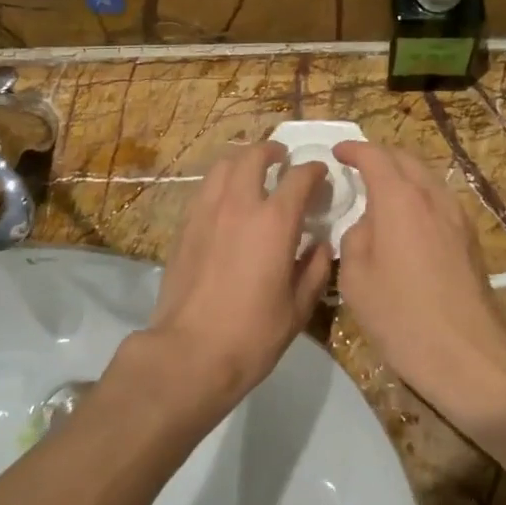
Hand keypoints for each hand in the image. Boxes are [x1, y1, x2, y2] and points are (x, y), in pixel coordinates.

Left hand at [142, 141, 332, 419]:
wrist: (189, 352)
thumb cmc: (252, 334)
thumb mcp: (298, 308)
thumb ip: (315, 269)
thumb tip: (320, 245)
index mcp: (274, 221)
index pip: (299, 177)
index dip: (314, 171)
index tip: (321, 176)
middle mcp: (239, 205)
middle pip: (254, 156)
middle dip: (272, 152)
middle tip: (282, 160)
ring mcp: (206, 212)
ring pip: (223, 165)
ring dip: (242, 161)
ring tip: (252, 172)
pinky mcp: (184, 226)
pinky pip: (204, 189)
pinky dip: (220, 182)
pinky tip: (226, 200)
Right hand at [335, 142, 505, 431]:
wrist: (467, 353)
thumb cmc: (401, 316)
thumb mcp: (356, 278)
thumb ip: (355, 237)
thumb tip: (366, 224)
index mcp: (399, 199)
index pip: (375, 156)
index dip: (354, 150)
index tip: (337, 153)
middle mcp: (431, 197)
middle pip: (405, 158)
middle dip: (379, 156)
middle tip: (357, 168)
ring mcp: (456, 215)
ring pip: (426, 177)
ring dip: (402, 175)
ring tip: (380, 192)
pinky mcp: (469, 236)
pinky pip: (439, 199)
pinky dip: (418, 195)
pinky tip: (407, 219)